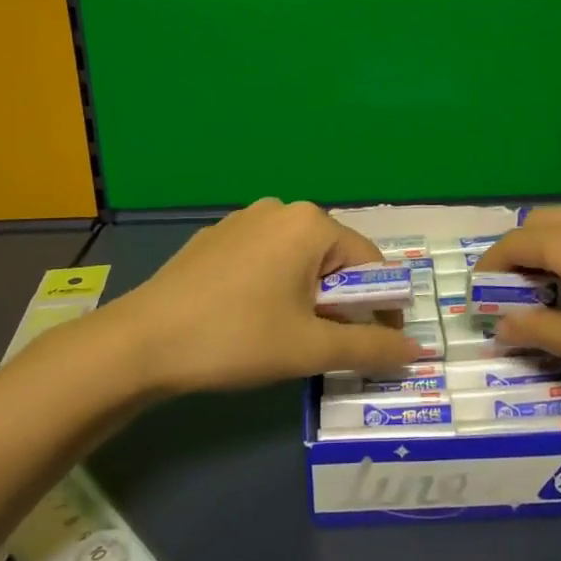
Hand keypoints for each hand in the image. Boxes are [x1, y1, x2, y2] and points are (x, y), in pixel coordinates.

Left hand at [102, 199, 422, 394]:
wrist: (141, 343)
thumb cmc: (237, 338)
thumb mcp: (311, 348)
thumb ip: (372, 347)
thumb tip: (418, 352)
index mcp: (310, 224)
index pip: (371, 262)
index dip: (382, 306)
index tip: (377, 344)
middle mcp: (280, 209)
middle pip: (334, 258)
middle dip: (341, 302)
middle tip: (325, 345)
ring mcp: (243, 219)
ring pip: (299, 259)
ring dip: (309, 295)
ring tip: (288, 335)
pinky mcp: (216, 237)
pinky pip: (265, 258)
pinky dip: (275, 285)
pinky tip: (250, 318)